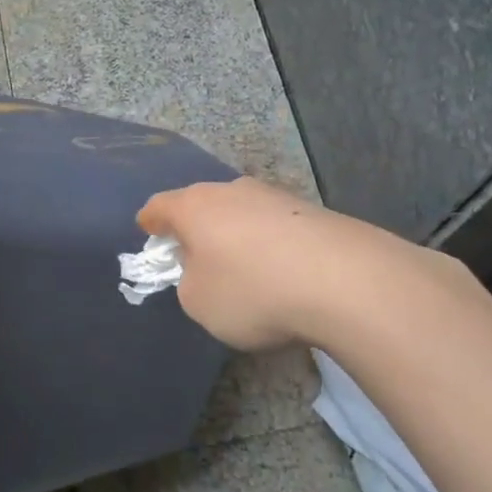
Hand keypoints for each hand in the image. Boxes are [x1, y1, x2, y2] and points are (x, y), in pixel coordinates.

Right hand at [137, 178, 480, 350]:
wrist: (344, 279)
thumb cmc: (253, 290)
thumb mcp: (199, 302)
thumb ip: (189, 282)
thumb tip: (204, 270)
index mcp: (194, 206)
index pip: (159, 206)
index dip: (150, 222)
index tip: (148, 231)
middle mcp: (232, 190)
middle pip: (202, 205)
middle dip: (195, 227)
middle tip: (194, 255)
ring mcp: (274, 196)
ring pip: (241, 212)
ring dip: (236, 234)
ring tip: (243, 268)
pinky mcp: (311, 210)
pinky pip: (275, 225)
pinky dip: (270, 244)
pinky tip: (281, 270)